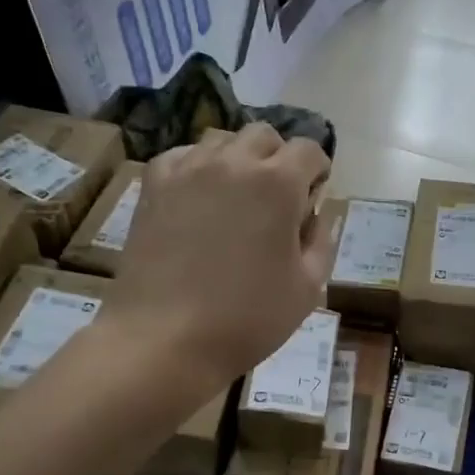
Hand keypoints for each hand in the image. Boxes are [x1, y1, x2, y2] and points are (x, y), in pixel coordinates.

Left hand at [105, 123, 335, 386]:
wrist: (165, 338)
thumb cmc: (247, 318)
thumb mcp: (307, 287)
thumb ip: (321, 241)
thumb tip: (315, 215)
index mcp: (278, 183)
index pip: (308, 149)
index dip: (318, 169)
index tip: (315, 193)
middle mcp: (233, 162)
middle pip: (264, 136)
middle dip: (278, 158)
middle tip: (277, 198)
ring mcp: (187, 170)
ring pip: (221, 141)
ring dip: (238, 160)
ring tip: (236, 198)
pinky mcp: (153, 186)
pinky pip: (182, 157)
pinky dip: (198, 169)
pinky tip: (198, 201)